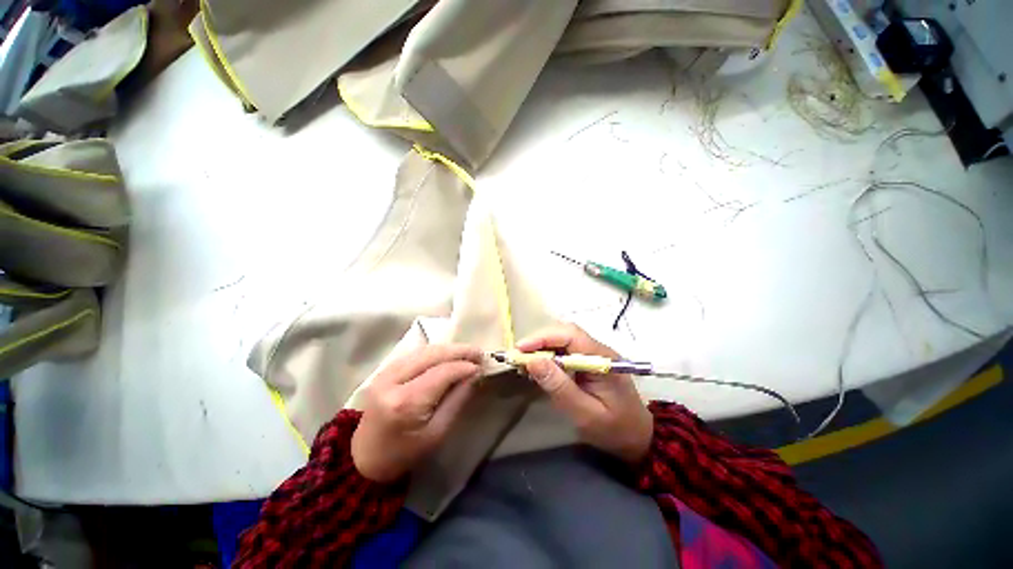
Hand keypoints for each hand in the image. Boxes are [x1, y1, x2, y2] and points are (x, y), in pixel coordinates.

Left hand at [351, 344, 482, 481]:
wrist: (364, 459)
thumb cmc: (404, 453)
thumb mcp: (437, 434)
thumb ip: (457, 400)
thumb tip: (474, 375)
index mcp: (406, 402)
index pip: (442, 373)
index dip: (464, 366)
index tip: (481, 366)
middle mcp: (393, 380)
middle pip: (432, 354)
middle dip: (459, 350)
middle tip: (478, 352)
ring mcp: (385, 373)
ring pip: (423, 350)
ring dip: (448, 349)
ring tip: (467, 352)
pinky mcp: (383, 371)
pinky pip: (414, 354)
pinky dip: (434, 351)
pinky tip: (447, 354)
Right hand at [517, 323, 652, 464]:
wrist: (637, 437)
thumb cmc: (613, 429)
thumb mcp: (585, 414)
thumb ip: (559, 387)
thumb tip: (533, 362)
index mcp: (602, 359)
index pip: (570, 335)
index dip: (543, 337)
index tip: (520, 349)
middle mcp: (598, 350)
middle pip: (564, 333)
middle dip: (538, 342)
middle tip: (517, 357)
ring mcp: (593, 354)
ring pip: (562, 340)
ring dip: (541, 348)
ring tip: (523, 363)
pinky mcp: (587, 361)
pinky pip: (564, 351)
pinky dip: (547, 357)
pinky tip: (537, 369)